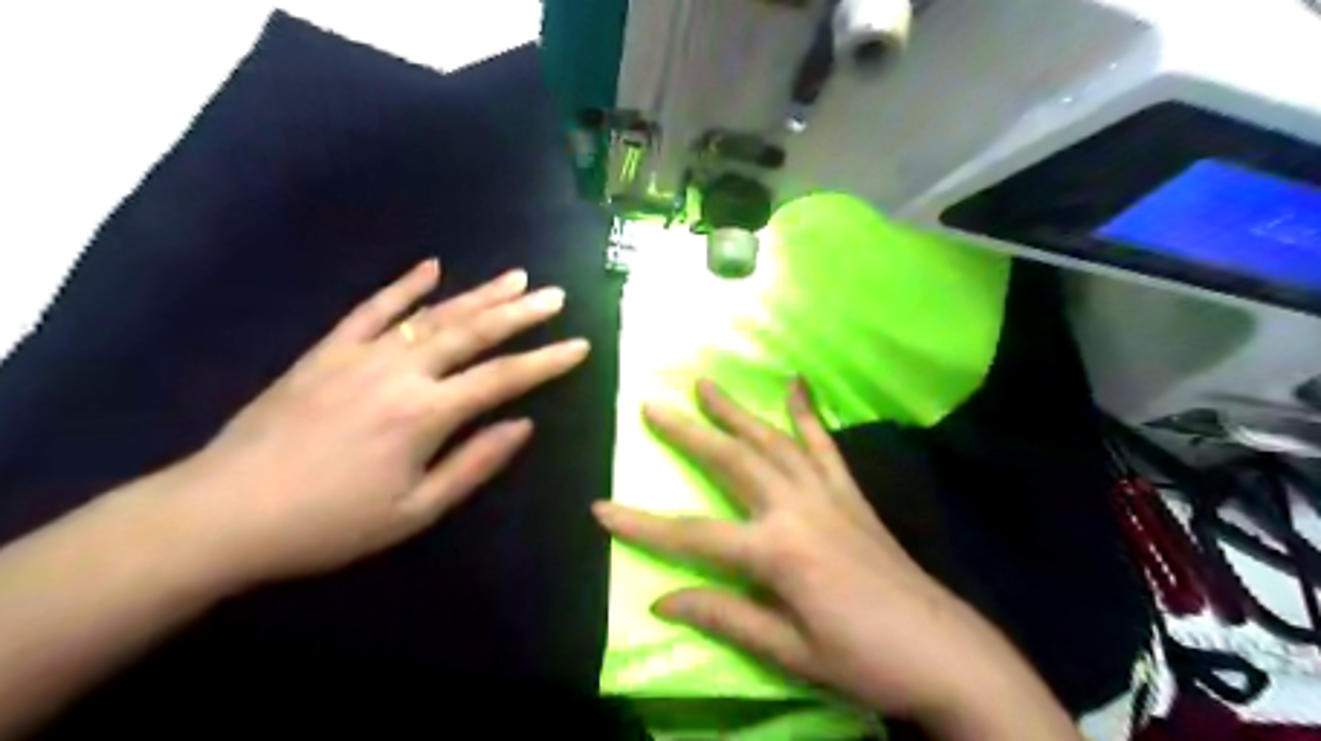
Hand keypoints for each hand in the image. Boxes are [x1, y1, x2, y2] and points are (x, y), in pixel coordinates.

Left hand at [156, 260, 588, 589]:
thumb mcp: (415, 511)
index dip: (546, 361)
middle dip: (521, 313)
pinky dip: (404, 285)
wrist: (224, 513)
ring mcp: (360, 354)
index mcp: (425, 414)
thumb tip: (523, 425)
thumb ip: (474, 463)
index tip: (580, 345)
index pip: (502, 378)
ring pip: (432, 314)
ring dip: (479, 293)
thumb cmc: (330, 523)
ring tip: (516, 277)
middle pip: (473, 332)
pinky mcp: (326, 350)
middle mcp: (400, 372)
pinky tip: (431, 266)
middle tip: (556, 295)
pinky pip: (371, 309)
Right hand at [595, 380, 1078, 737]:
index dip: (642, 524)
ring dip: (736, 411)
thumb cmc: (862, 659)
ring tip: (706, 383)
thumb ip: (725, 617)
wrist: (944, 650)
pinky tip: (797, 385)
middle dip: (688, 433)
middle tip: (652, 404)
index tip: (600, 507)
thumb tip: (661, 600)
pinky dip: (807, 414)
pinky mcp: (850, 493)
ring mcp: (827, 494)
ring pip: (772, 441)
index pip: (692, 536)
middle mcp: (797, 509)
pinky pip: (825, 445)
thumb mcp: (788, 651)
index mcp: (777, 552)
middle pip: (730, 462)